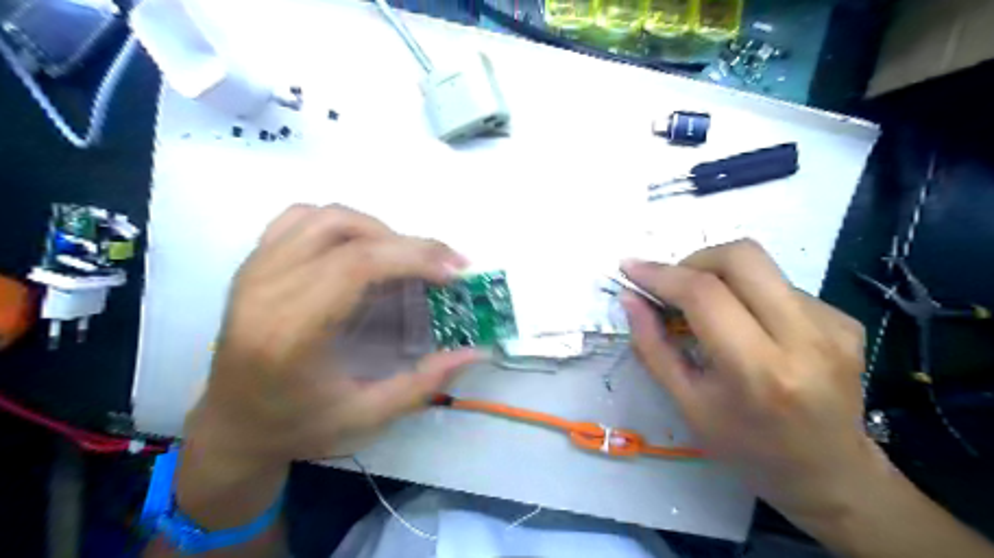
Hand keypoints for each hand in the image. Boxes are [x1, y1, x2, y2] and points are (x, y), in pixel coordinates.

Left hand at [191, 202, 481, 469]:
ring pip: (326, 216)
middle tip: (445, 265)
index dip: (413, 257)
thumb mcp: (366, 417)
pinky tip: (360, 248)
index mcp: (290, 332)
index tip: (453, 271)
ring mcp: (254, 270)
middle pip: (347, 234)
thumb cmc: (297, 426)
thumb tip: (476, 352)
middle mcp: (265, 290)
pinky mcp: (252, 263)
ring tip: (405, 259)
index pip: (356, 265)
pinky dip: (341, 223)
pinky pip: (300, 218)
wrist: (231, 426)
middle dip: (409, 244)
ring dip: (378, 229)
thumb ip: (423, 384)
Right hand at [620, 240, 876, 522]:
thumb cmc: (747, 448)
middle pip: (742, 256)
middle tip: (675, 287)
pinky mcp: (846, 319)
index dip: (661, 274)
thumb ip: (653, 347)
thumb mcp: (687, 405)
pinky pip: (781, 285)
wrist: (831, 474)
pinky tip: (750, 329)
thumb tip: (630, 298)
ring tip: (711, 314)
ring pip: (761, 267)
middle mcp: (804, 338)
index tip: (631, 267)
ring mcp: (832, 325)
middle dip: (695, 260)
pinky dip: (750, 296)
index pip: (704, 293)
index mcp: (758, 370)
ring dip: (722, 279)